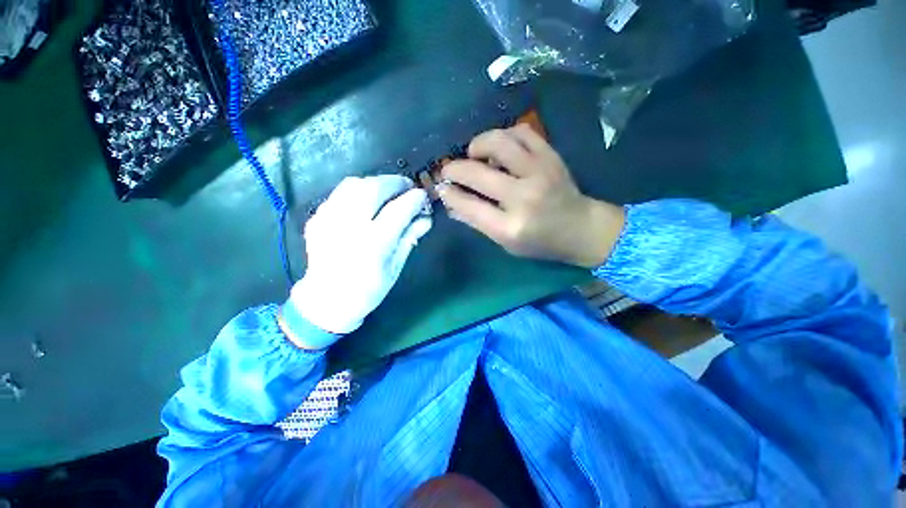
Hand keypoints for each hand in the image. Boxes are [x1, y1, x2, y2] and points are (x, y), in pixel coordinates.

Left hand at [286, 176, 431, 340]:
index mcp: (373, 244)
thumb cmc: (368, 290)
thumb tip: (425, 218)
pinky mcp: (317, 218)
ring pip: (354, 184)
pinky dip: (358, 190)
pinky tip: (367, 200)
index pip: (398, 210)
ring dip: (376, 182)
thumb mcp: (395, 267)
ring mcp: (329, 219)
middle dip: (395, 182)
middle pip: (374, 188)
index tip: (423, 196)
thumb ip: (410, 238)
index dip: (414, 199)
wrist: (326, 300)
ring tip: (389, 190)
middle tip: (407, 187)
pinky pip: (340, 193)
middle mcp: (349, 226)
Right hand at [439, 124, 624, 268]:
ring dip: (477, 144)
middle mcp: (523, 197)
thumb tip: (450, 202)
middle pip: (477, 173)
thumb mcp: (505, 242)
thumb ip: (477, 222)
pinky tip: (499, 148)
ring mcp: (539, 172)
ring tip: (474, 155)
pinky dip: (504, 136)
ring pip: (498, 142)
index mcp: (511, 227)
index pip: (469, 205)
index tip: (441, 188)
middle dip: (453, 169)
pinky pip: (521, 132)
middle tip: (448, 170)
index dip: (449, 194)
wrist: (581, 228)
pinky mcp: (550, 156)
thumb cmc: (540, 242)